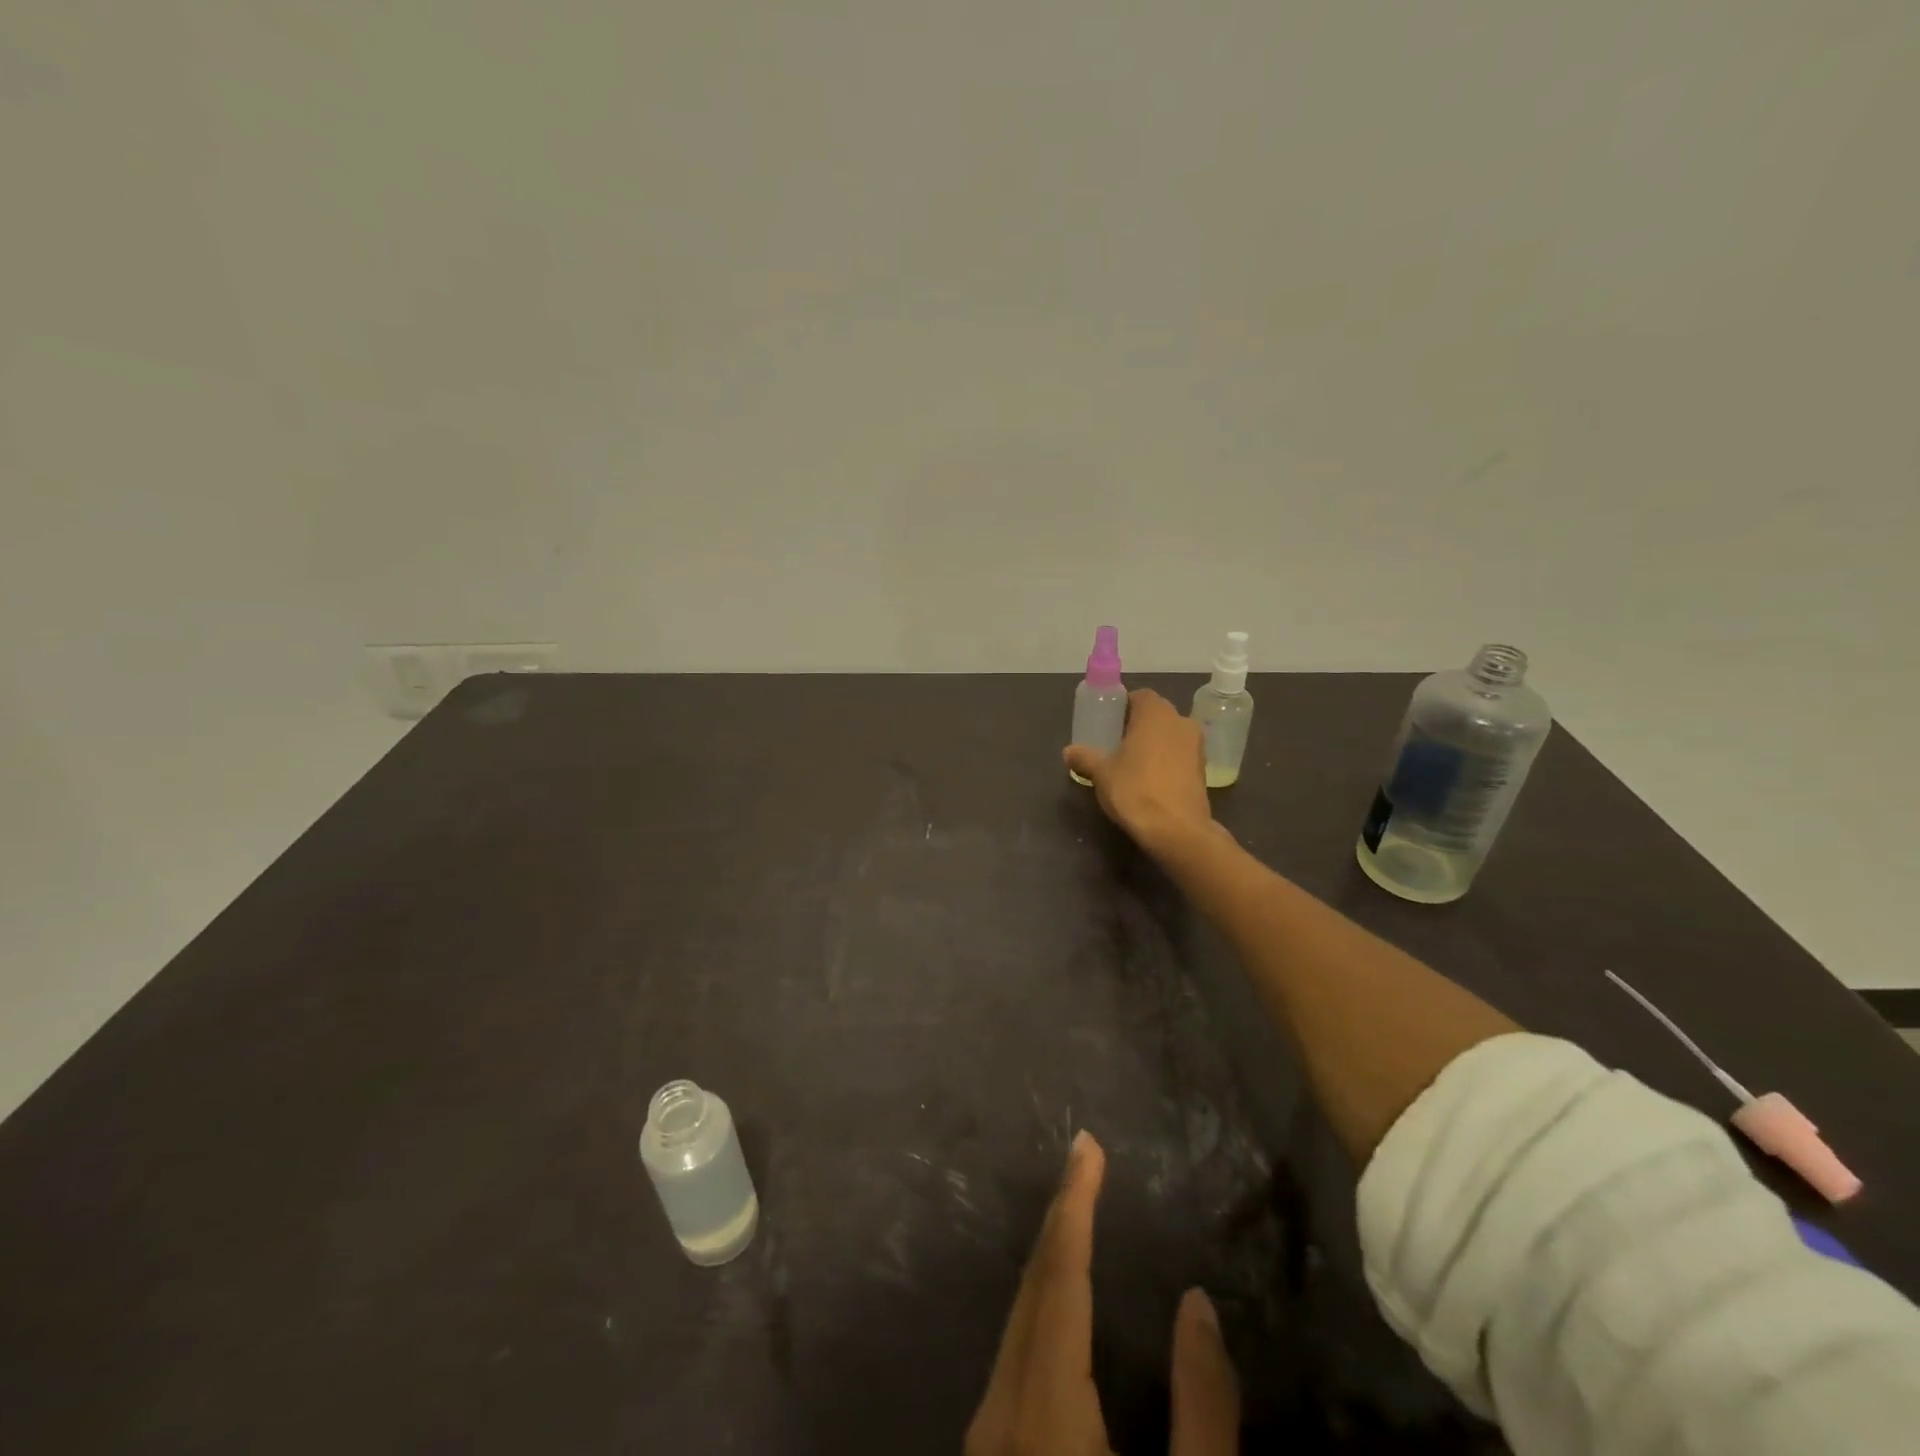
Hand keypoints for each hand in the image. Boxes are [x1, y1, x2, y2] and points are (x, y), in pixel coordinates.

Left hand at [965, 1131, 1240, 1455]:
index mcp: (1044, 1411)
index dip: (1074, 1205)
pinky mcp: (988, 1452)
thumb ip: (1201, 1408)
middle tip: (1086, 1156)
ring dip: (1050, 1254)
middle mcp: (999, 1409)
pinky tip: (1062, 1289)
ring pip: (1018, 1318)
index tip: (1087, 1146)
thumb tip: (1196, 1303)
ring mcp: (985, 1434)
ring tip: (1079, 1202)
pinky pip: (1015, 1350)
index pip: (1059, 1280)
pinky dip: (1042, 1299)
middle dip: (1061, 1214)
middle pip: (1031, 1288)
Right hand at [1062, 690, 1214, 858]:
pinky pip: (1180, 756)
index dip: (1124, 706)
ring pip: (1171, 736)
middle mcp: (1181, 722)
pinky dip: (1167, 762)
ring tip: (1133, 764)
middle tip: (1117, 744)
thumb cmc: (1135, 789)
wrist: (1176, 830)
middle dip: (1139, 726)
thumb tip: (1069, 751)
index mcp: (1156, 713)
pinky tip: (1150, 781)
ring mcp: (1197, 747)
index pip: (1140, 696)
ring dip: (1155, 744)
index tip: (1110, 723)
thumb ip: (1085, 758)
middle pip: (1157, 715)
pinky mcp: (1203, 771)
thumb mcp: (1101, 773)